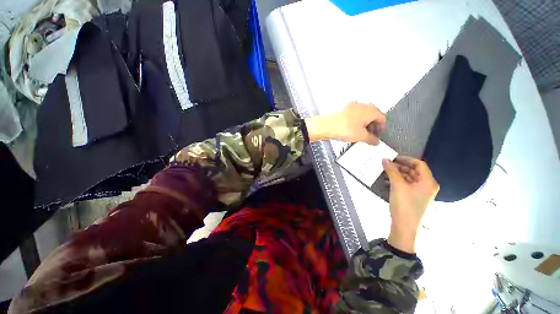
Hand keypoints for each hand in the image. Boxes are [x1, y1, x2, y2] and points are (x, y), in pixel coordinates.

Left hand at [305, 101, 385, 143]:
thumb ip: (371, 139)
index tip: (378, 137)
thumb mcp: (361, 136)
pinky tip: (352, 129)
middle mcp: (364, 105)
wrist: (327, 125)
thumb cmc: (346, 129)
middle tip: (370, 136)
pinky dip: (356, 121)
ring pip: (363, 115)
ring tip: (360, 134)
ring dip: (365, 124)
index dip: (382, 128)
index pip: (382, 118)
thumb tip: (377, 142)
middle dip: (373, 126)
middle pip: (373, 115)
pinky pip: (355, 115)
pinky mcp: (344, 109)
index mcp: (371, 110)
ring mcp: (353, 106)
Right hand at [382, 156, 438, 252]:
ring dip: (397, 174)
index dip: (406, 159)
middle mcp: (427, 186)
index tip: (393, 157)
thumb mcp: (397, 185)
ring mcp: (420, 193)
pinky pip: (406, 185)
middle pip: (414, 171)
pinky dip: (397, 181)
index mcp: (428, 182)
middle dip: (400, 167)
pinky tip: (386, 181)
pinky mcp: (413, 198)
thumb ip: (392, 171)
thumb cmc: (404, 204)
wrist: (404, 227)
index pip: (419, 164)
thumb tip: (385, 159)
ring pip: (409, 178)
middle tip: (386, 164)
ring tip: (384, 172)